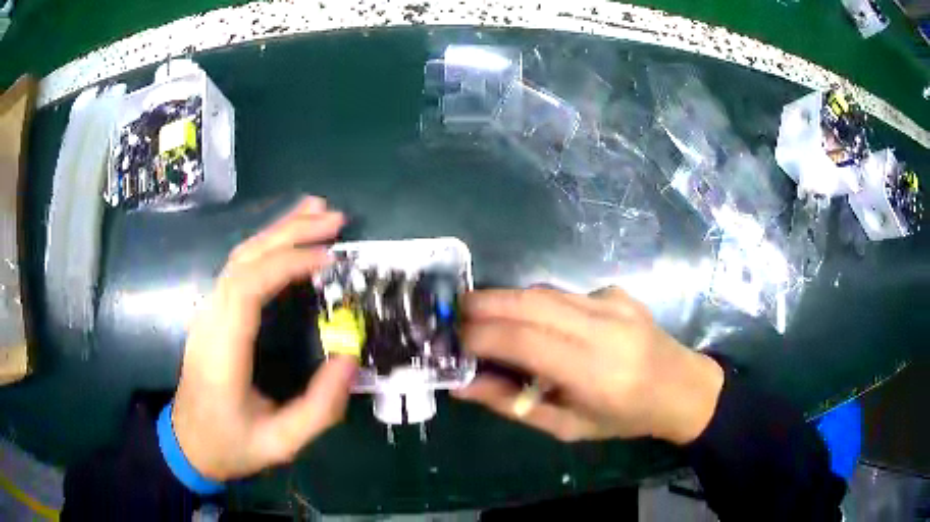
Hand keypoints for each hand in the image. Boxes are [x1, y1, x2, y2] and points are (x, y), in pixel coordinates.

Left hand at [172, 196, 357, 480]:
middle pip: (244, 259)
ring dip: (278, 230)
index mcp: (222, 351)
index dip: (288, 263)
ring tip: (316, 212)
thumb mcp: (281, 443)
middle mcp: (210, 320)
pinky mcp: (213, 313)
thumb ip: (319, 409)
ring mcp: (208, 312)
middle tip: (334, 218)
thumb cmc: (231, 445)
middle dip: (289, 232)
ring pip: (239, 257)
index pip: (248, 287)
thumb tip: (351, 357)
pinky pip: (238, 268)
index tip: (329, 258)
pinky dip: (266, 245)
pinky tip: (287, 238)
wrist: (188, 445)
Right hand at [453, 287, 723, 444]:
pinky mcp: (616, 292)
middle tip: (453, 315)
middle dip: (483, 304)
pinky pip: (564, 293)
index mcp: (595, 372)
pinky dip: (535, 303)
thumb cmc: (623, 418)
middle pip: (530, 302)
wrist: (680, 387)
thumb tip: (463, 385)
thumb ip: (513, 405)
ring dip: (505, 300)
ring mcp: (613, 303)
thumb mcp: (567, 426)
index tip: (452, 340)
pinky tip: (532, 320)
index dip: (481, 335)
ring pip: (544, 291)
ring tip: (480, 314)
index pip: (525, 340)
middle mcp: (604, 328)